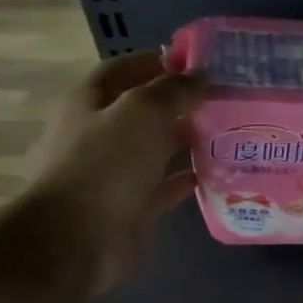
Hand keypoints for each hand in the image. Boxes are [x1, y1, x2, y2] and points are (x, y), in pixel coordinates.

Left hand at [25, 52, 204, 292]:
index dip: (155, 61)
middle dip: (176, 103)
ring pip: (152, 149)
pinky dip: (185, 179)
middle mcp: (95, 135)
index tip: (196, 62)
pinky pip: (161, 187)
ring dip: (184, 141)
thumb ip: (173, 90)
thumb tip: (200, 76)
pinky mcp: (129, 208)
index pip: (121, 70)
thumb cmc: (105, 165)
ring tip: (225, 134)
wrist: (77, 240)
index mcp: (87, 104)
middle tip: (220, 100)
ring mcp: (111, 175)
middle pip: (139, 111)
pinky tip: (215, 174)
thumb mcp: (142, 112)